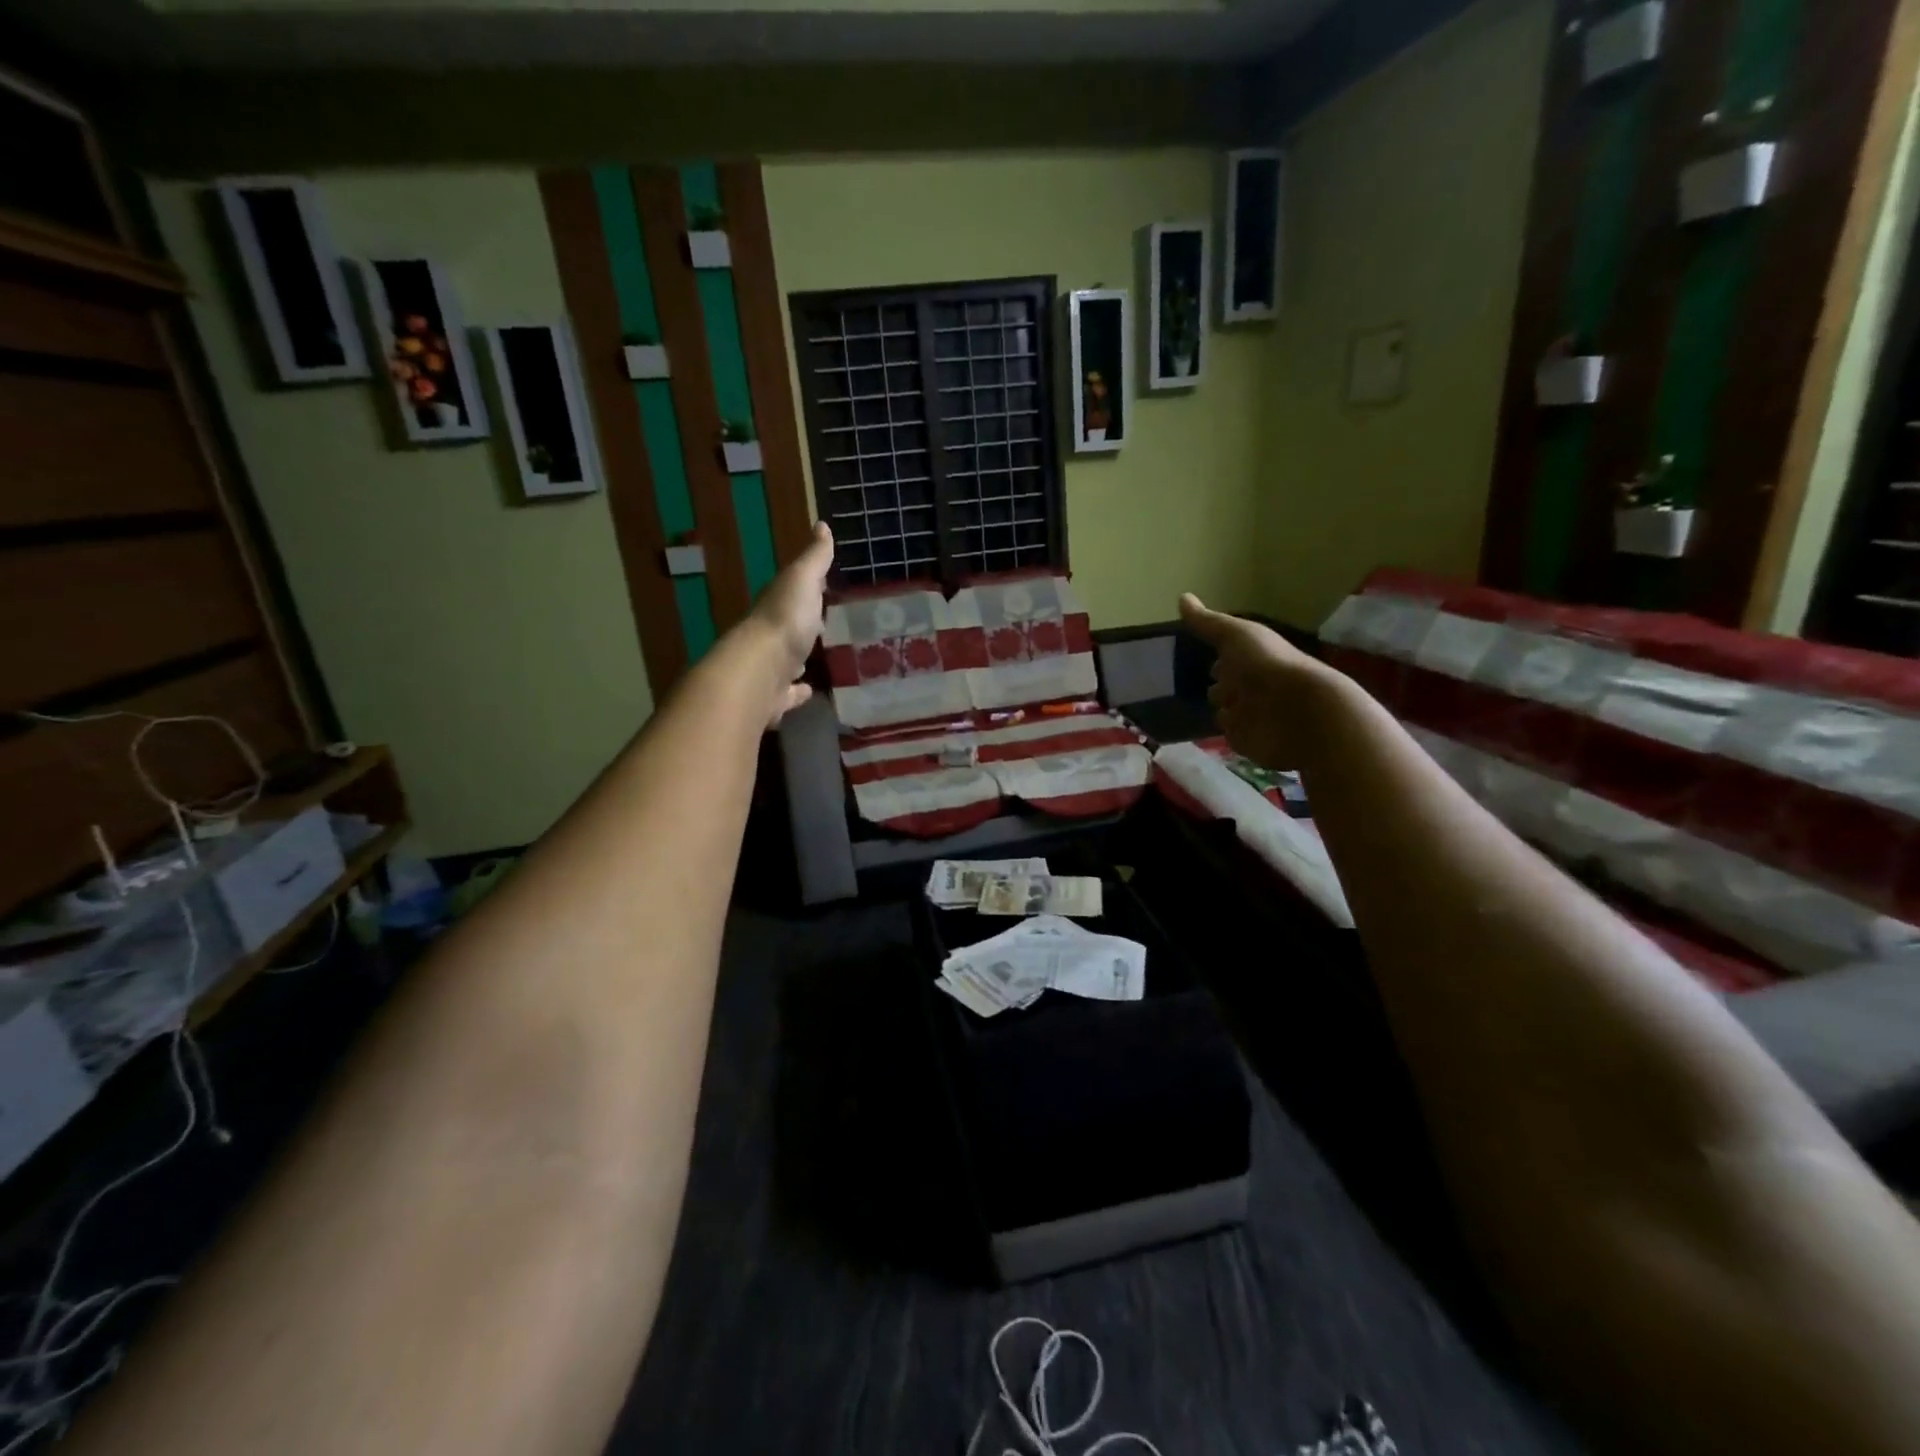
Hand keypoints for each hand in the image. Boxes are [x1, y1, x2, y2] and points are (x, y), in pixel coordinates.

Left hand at [750, 521, 834, 725]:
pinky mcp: (774, 698)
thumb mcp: (803, 580)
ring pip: (785, 663)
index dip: (807, 591)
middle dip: (801, 628)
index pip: (792, 595)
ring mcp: (770, 670)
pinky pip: (787, 694)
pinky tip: (808, 693)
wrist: (760, 671)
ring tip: (814, 663)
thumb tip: (821, 524)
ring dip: (797, 661)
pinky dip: (797, 693)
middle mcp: (769, 637)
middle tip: (821, 628)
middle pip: (786, 629)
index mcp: (776, 607)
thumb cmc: (785, 620)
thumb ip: (814, 558)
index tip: (822, 589)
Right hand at [1179, 593, 1333, 770]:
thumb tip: (1182, 597)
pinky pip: (1231, 736)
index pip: (1229, 658)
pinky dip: (1228, 732)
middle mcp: (1252, 685)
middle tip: (1204, 688)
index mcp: (1252, 658)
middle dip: (1219, 687)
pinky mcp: (1249, 741)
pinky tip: (1216, 731)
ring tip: (1203, 711)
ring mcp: (1252, 715)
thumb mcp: (1234, 635)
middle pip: (1228, 686)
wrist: (1297, 713)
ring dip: (1223, 710)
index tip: (1205, 658)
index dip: (1220, 658)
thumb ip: (1207, 622)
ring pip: (1228, 712)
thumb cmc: (1265, 666)